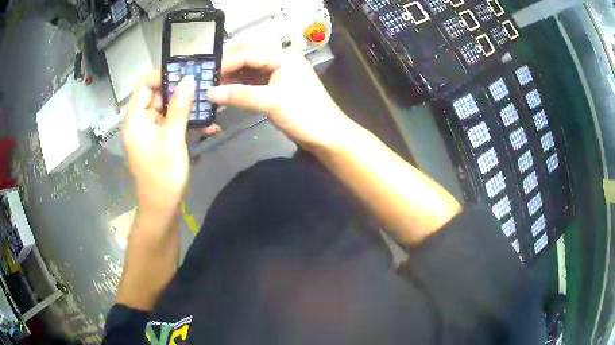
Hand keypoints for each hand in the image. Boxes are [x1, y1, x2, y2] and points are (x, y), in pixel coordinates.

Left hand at [122, 71, 216, 217]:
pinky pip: (172, 123)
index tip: (183, 72)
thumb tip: (188, 79)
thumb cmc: (163, 174)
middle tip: (202, 86)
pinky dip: (186, 122)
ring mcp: (150, 131)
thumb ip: (179, 107)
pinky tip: (208, 126)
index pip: (143, 85)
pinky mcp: (159, 140)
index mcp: (135, 119)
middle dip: (179, 90)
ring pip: (167, 109)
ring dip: (187, 107)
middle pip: (156, 95)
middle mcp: (140, 122)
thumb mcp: (172, 138)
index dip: (161, 75)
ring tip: (209, 105)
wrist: (162, 207)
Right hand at [206, 44, 351, 148]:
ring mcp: (278, 72)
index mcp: (282, 56)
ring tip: (212, 83)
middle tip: (206, 75)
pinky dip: (240, 84)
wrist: (327, 134)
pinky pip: (253, 80)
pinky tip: (226, 90)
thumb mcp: (271, 102)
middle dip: (227, 63)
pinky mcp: (276, 85)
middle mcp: (279, 59)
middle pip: (247, 55)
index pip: (247, 53)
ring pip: (249, 67)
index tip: (204, 74)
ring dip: (232, 74)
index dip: (225, 62)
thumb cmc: (304, 114)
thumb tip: (209, 93)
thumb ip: (239, 96)